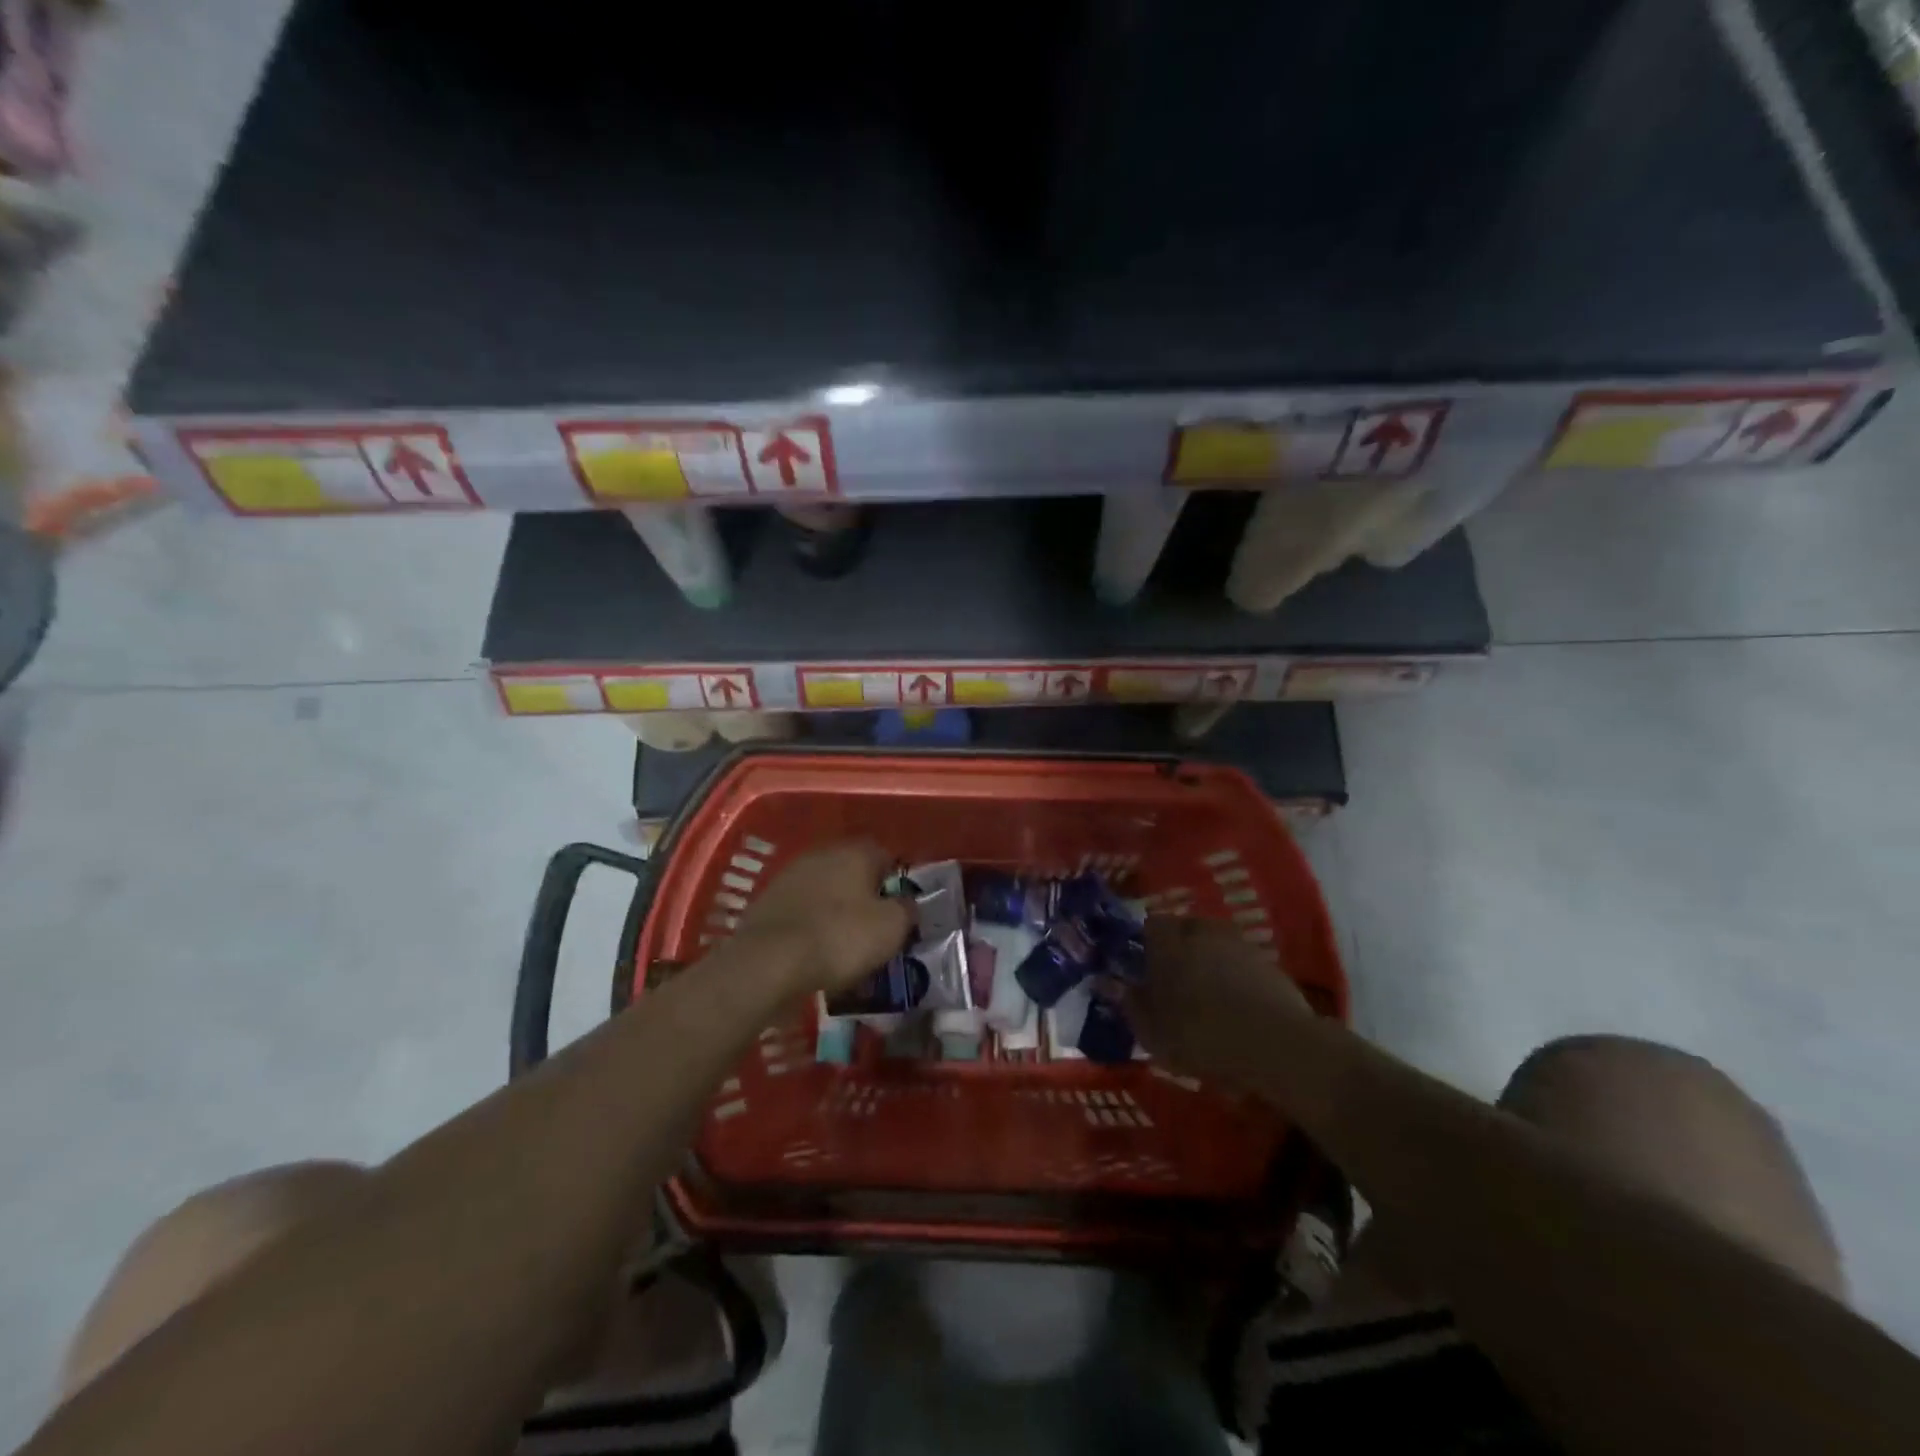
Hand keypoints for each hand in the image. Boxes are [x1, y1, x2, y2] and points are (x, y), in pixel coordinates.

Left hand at [735, 840, 912, 995]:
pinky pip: (802, 910)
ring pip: (826, 891)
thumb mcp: (892, 927)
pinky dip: (812, 925)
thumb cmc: (840, 938)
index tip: (901, 912)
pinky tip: (816, 951)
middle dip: (865, 896)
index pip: (887, 856)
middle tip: (875, 929)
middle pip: (854, 872)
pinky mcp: (768, 901)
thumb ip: (907, 909)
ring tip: (845, 945)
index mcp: (856, 851)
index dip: (897, 884)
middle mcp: (822, 853)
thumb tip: (907, 903)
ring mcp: (790, 875)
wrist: (768, 961)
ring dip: (836, 911)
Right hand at [1123, 916, 1312, 1082]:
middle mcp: (1203, 931)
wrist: (1276, 1045)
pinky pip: (1241, 966)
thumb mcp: (1151, 1030)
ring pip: (1215, 947)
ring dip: (1209, 965)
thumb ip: (1129, 1003)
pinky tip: (1236, 1010)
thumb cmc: (1200, 1034)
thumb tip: (1108, 983)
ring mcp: (1240, 944)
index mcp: (1169, 941)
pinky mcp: (1270, 964)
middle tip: (1173, 985)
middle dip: (1178, 952)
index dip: (1145, 945)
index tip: (1143, 970)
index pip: (1150, 925)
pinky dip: (1235, 980)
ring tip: (1207, 999)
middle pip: (1185, 932)